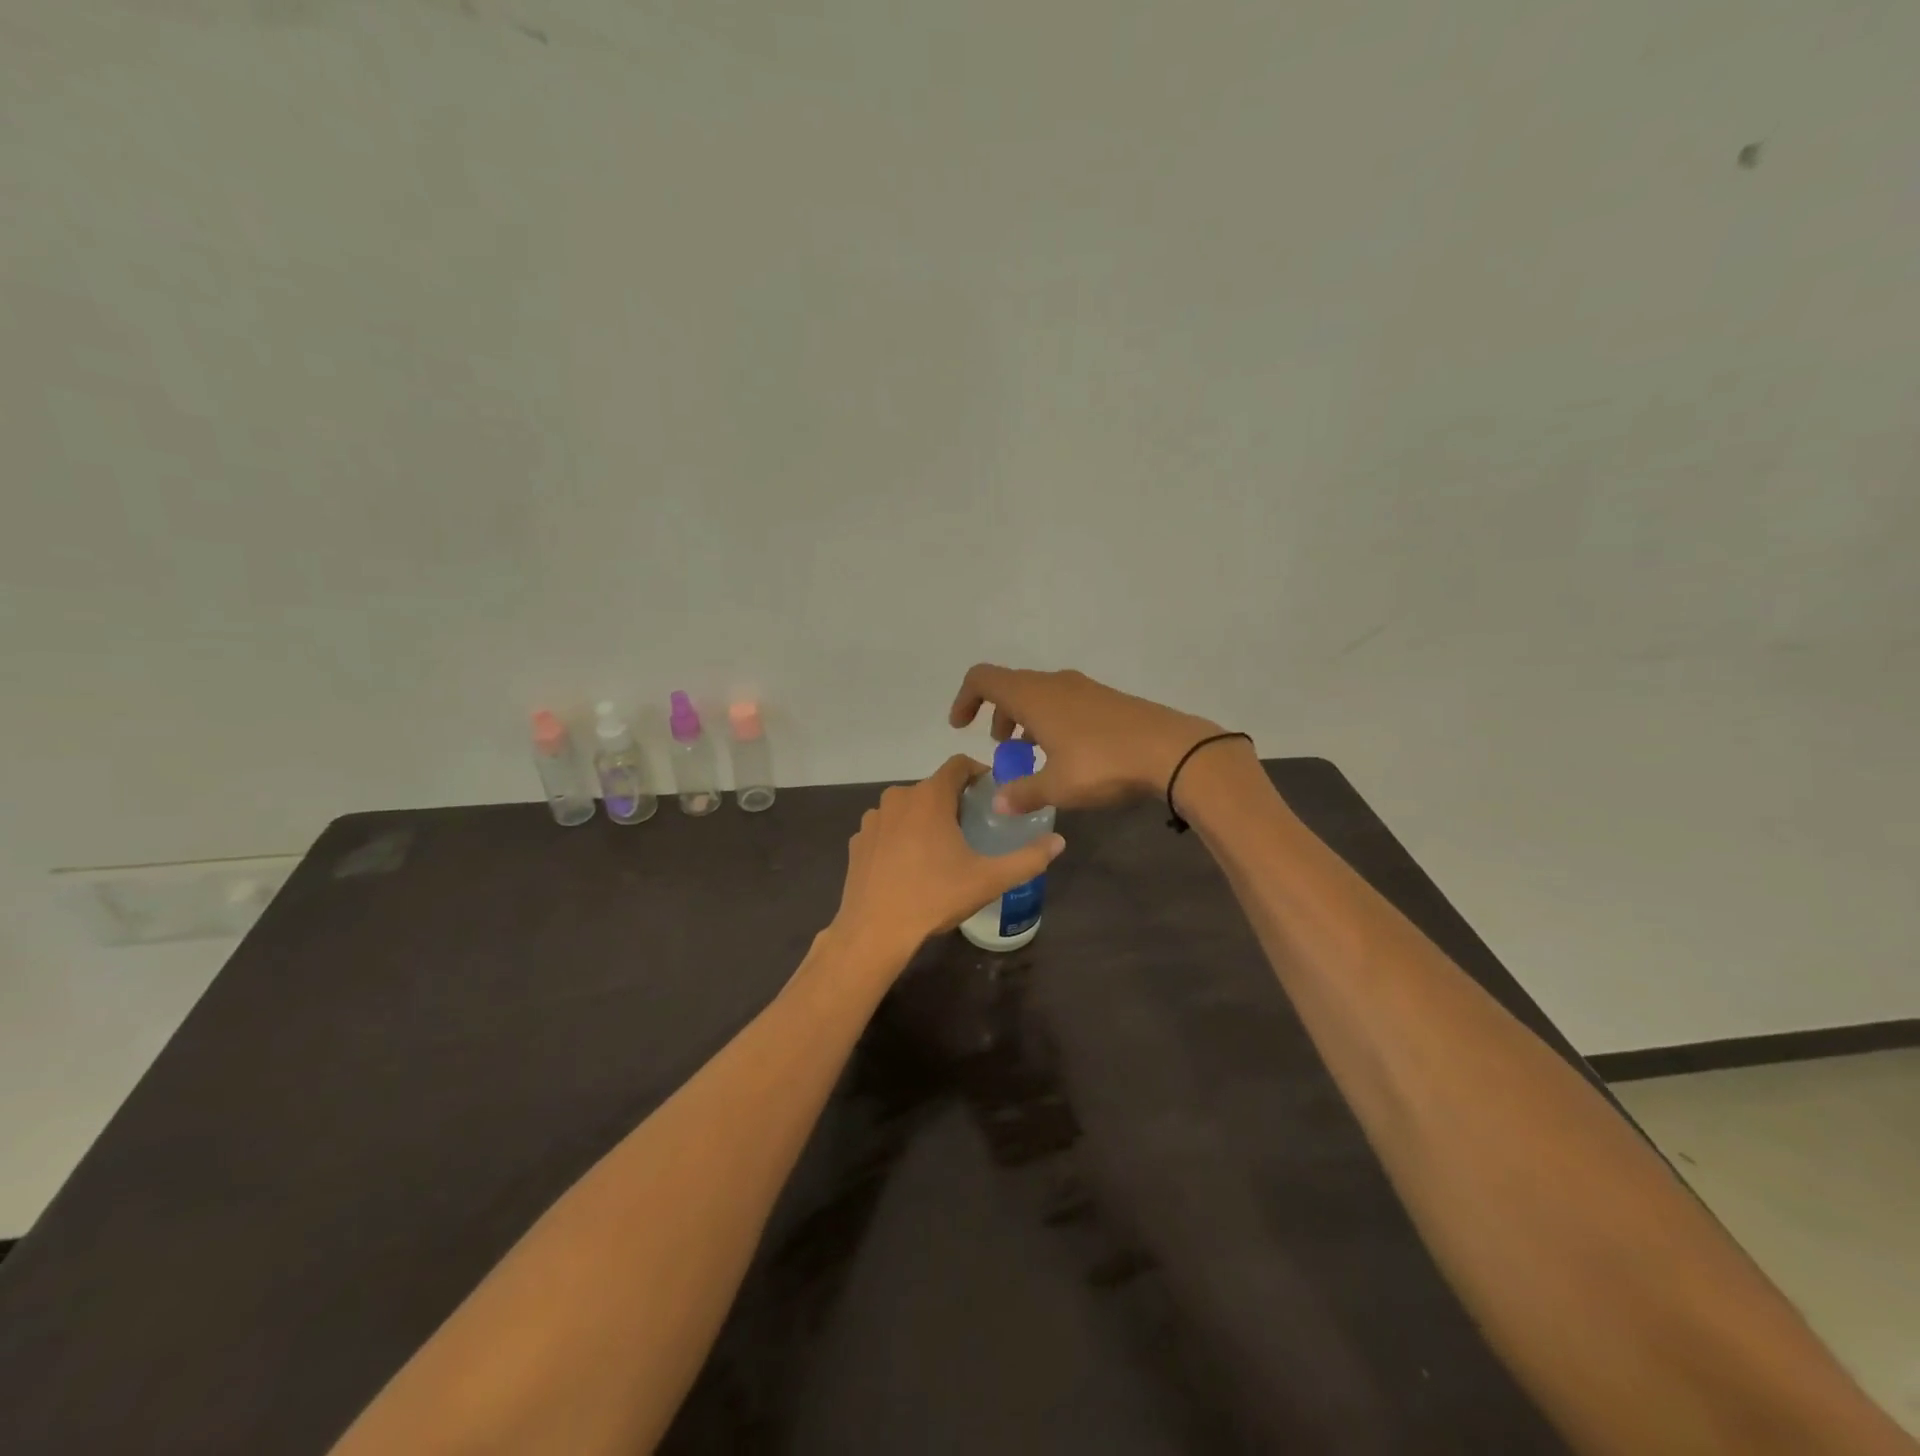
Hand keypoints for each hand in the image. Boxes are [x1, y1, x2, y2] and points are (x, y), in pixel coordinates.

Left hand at [831, 754, 1065, 961]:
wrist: (874, 931)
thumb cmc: (934, 897)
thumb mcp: (989, 880)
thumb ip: (1028, 858)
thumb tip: (1059, 841)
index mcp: (930, 796)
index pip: (958, 764)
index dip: (978, 772)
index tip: (992, 793)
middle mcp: (898, 797)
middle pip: (934, 787)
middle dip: (954, 801)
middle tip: (973, 829)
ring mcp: (873, 819)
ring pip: (908, 808)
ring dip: (926, 819)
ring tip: (941, 850)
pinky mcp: (858, 841)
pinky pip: (887, 828)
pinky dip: (901, 837)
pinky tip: (910, 866)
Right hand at [948, 665, 1230, 813]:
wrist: (1171, 750)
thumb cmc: (1103, 763)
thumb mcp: (1057, 786)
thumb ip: (1023, 793)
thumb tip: (999, 804)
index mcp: (1033, 696)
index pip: (983, 679)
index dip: (965, 699)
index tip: (961, 726)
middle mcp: (1055, 683)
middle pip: (1012, 686)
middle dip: (998, 715)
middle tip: (1001, 749)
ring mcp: (1084, 688)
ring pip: (1040, 695)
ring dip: (1026, 719)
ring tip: (1031, 754)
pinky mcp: (1107, 700)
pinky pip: (1065, 702)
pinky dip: (1051, 721)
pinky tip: (1066, 754)